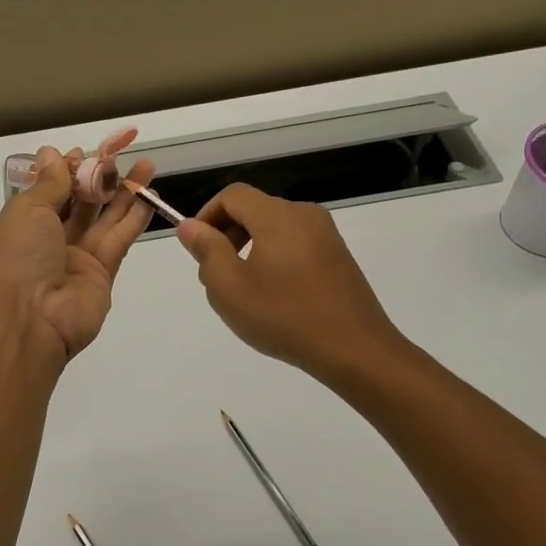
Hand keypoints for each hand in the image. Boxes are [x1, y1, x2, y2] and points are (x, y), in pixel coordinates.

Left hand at [0, 146, 154, 364]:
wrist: (29, 321)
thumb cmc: (18, 257)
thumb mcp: (28, 210)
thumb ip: (49, 183)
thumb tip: (51, 152)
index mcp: (26, 221)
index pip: (51, 189)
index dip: (69, 169)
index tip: (88, 152)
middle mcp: (51, 238)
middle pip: (80, 202)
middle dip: (100, 177)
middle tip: (122, 153)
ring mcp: (78, 256)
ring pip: (105, 218)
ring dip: (124, 192)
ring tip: (146, 165)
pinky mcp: (103, 272)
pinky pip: (120, 239)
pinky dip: (135, 217)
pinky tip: (149, 195)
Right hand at [176, 184, 406, 385]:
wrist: (355, 349)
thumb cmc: (284, 317)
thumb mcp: (230, 288)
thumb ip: (206, 250)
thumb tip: (190, 226)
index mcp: (277, 215)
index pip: (232, 195)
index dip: (207, 215)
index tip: (196, 248)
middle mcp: (304, 215)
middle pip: (254, 209)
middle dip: (227, 234)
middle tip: (214, 274)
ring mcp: (326, 235)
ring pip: (274, 228)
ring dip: (249, 248)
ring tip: (242, 290)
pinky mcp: (338, 256)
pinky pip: (295, 244)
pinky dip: (274, 257)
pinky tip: (274, 296)